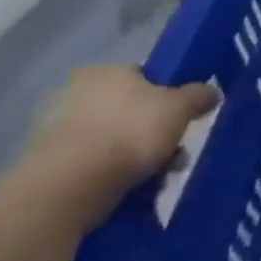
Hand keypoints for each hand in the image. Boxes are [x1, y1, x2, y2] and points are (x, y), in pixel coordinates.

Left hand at [17, 67, 218, 229]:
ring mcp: (58, 131)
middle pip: (132, 111)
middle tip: (176, 151)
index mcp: (104, 72)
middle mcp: (76, 95)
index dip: (168, 95)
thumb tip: (209, 92)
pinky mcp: (51, 164)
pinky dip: (117, 174)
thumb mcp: (182, 106)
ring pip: (117, 140)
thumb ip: (200, 94)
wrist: (73, 183)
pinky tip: (135, 188)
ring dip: (142, 156)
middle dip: (157, 132)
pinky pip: (97, 164)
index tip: (183, 117)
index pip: (143, 77)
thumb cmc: (132, 131)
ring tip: (161, 176)